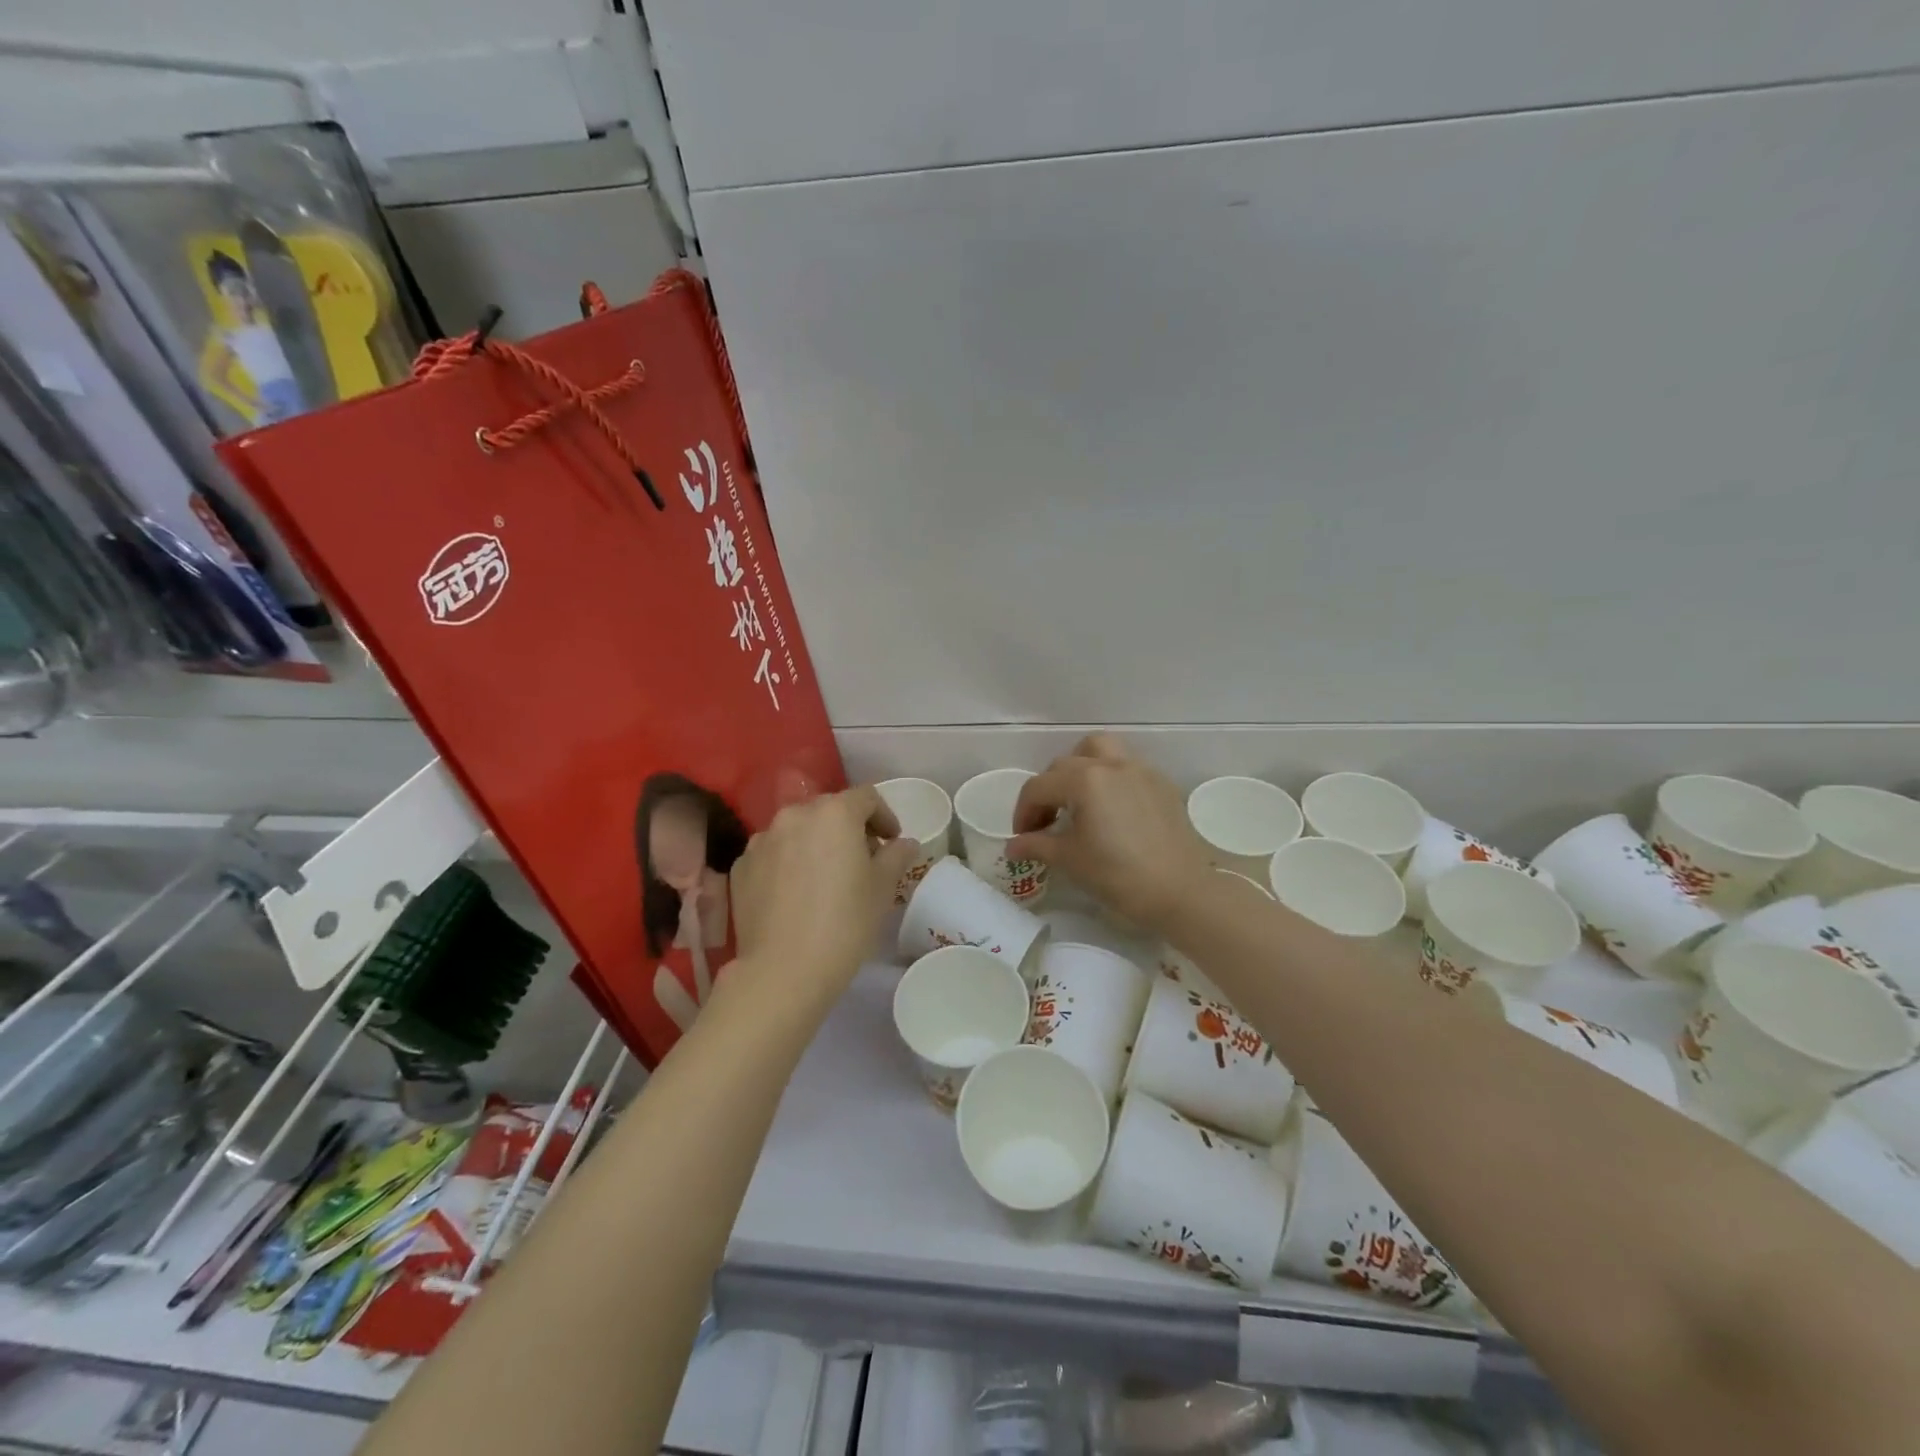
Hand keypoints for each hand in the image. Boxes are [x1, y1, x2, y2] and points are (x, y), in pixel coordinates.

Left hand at [726, 786, 918, 1015]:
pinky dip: (787, 863)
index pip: (867, 797)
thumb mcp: (882, 888)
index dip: (884, 816)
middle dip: (848, 829)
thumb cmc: (845, 923)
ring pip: (797, 830)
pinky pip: (772, 853)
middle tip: (861, 860)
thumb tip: (904, 843)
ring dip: (815, 844)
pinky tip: (795, 894)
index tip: (891, 841)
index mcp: (834, 813)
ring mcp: (762, 840)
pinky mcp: (741, 866)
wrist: (783, 971)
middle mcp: (794, 815)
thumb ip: (896, 856)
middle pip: (829, 810)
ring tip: (824, 878)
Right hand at [1007, 734, 1214, 930]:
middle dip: (1048, 791)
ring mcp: (1140, 770)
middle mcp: (1111, 764)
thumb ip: (1036, 845)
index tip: (1023, 838)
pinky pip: (1126, 767)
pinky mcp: (1161, 784)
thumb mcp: (1070, 860)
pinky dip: (1109, 778)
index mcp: (1085, 780)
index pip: (1038, 787)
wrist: (1182, 892)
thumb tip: (1012, 846)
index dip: (1023, 812)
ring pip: (1100, 751)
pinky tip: (1110, 810)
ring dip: (1080, 768)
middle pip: (1065, 764)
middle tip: (1046, 823)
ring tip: (1077, 800)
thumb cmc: (1119, 876)